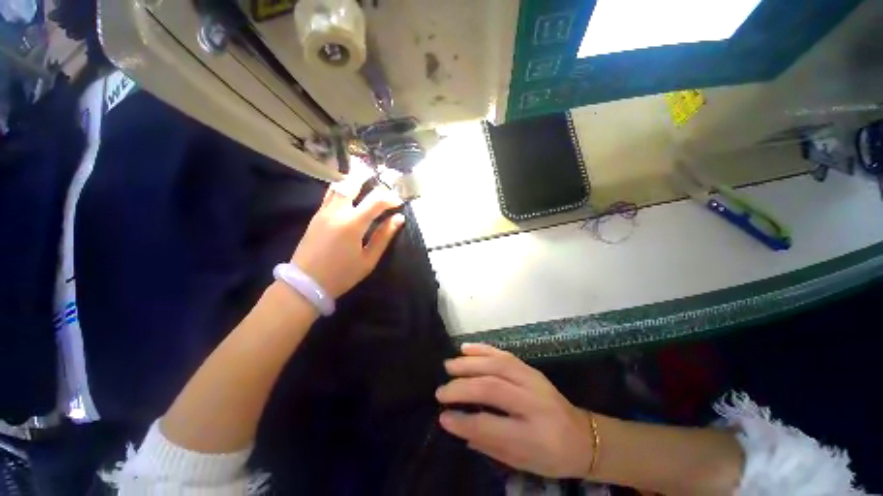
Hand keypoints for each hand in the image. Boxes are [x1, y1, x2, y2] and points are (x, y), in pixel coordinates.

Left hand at [292, 184, 404, 298]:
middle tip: (382, 187)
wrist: (305, 284)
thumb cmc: (342, 275)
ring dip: (355, 183)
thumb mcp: (368, 260)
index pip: (375, 200)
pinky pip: (330, 195)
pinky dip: (343, 190)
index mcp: (352, 224)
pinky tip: (351, 198)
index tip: (399, 203)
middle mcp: (337, 212)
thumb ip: (384, 236)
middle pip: (352, 183)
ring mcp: (323, 212)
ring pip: (339, 186)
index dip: (390, 198)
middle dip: (369, 180)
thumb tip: (398, 219)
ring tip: (368, 188)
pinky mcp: (316, 216)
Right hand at [436, 343, 594, 478]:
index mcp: (534, 435)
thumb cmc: (552, 456)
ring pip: (496, 364)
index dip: (463, 421)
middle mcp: (534, 402)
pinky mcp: (531, 368)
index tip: (443, 417)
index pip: (491, 425)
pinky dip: (483, 349)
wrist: (585, 437)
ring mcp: (534, 380)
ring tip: (449, 366)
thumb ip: (489, 444)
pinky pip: (504, 354)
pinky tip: (466, 348)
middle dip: (461, 388)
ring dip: (469, 363)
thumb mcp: (523, 463)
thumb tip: (458, 426)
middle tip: (441, 391)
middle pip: (492, 388)